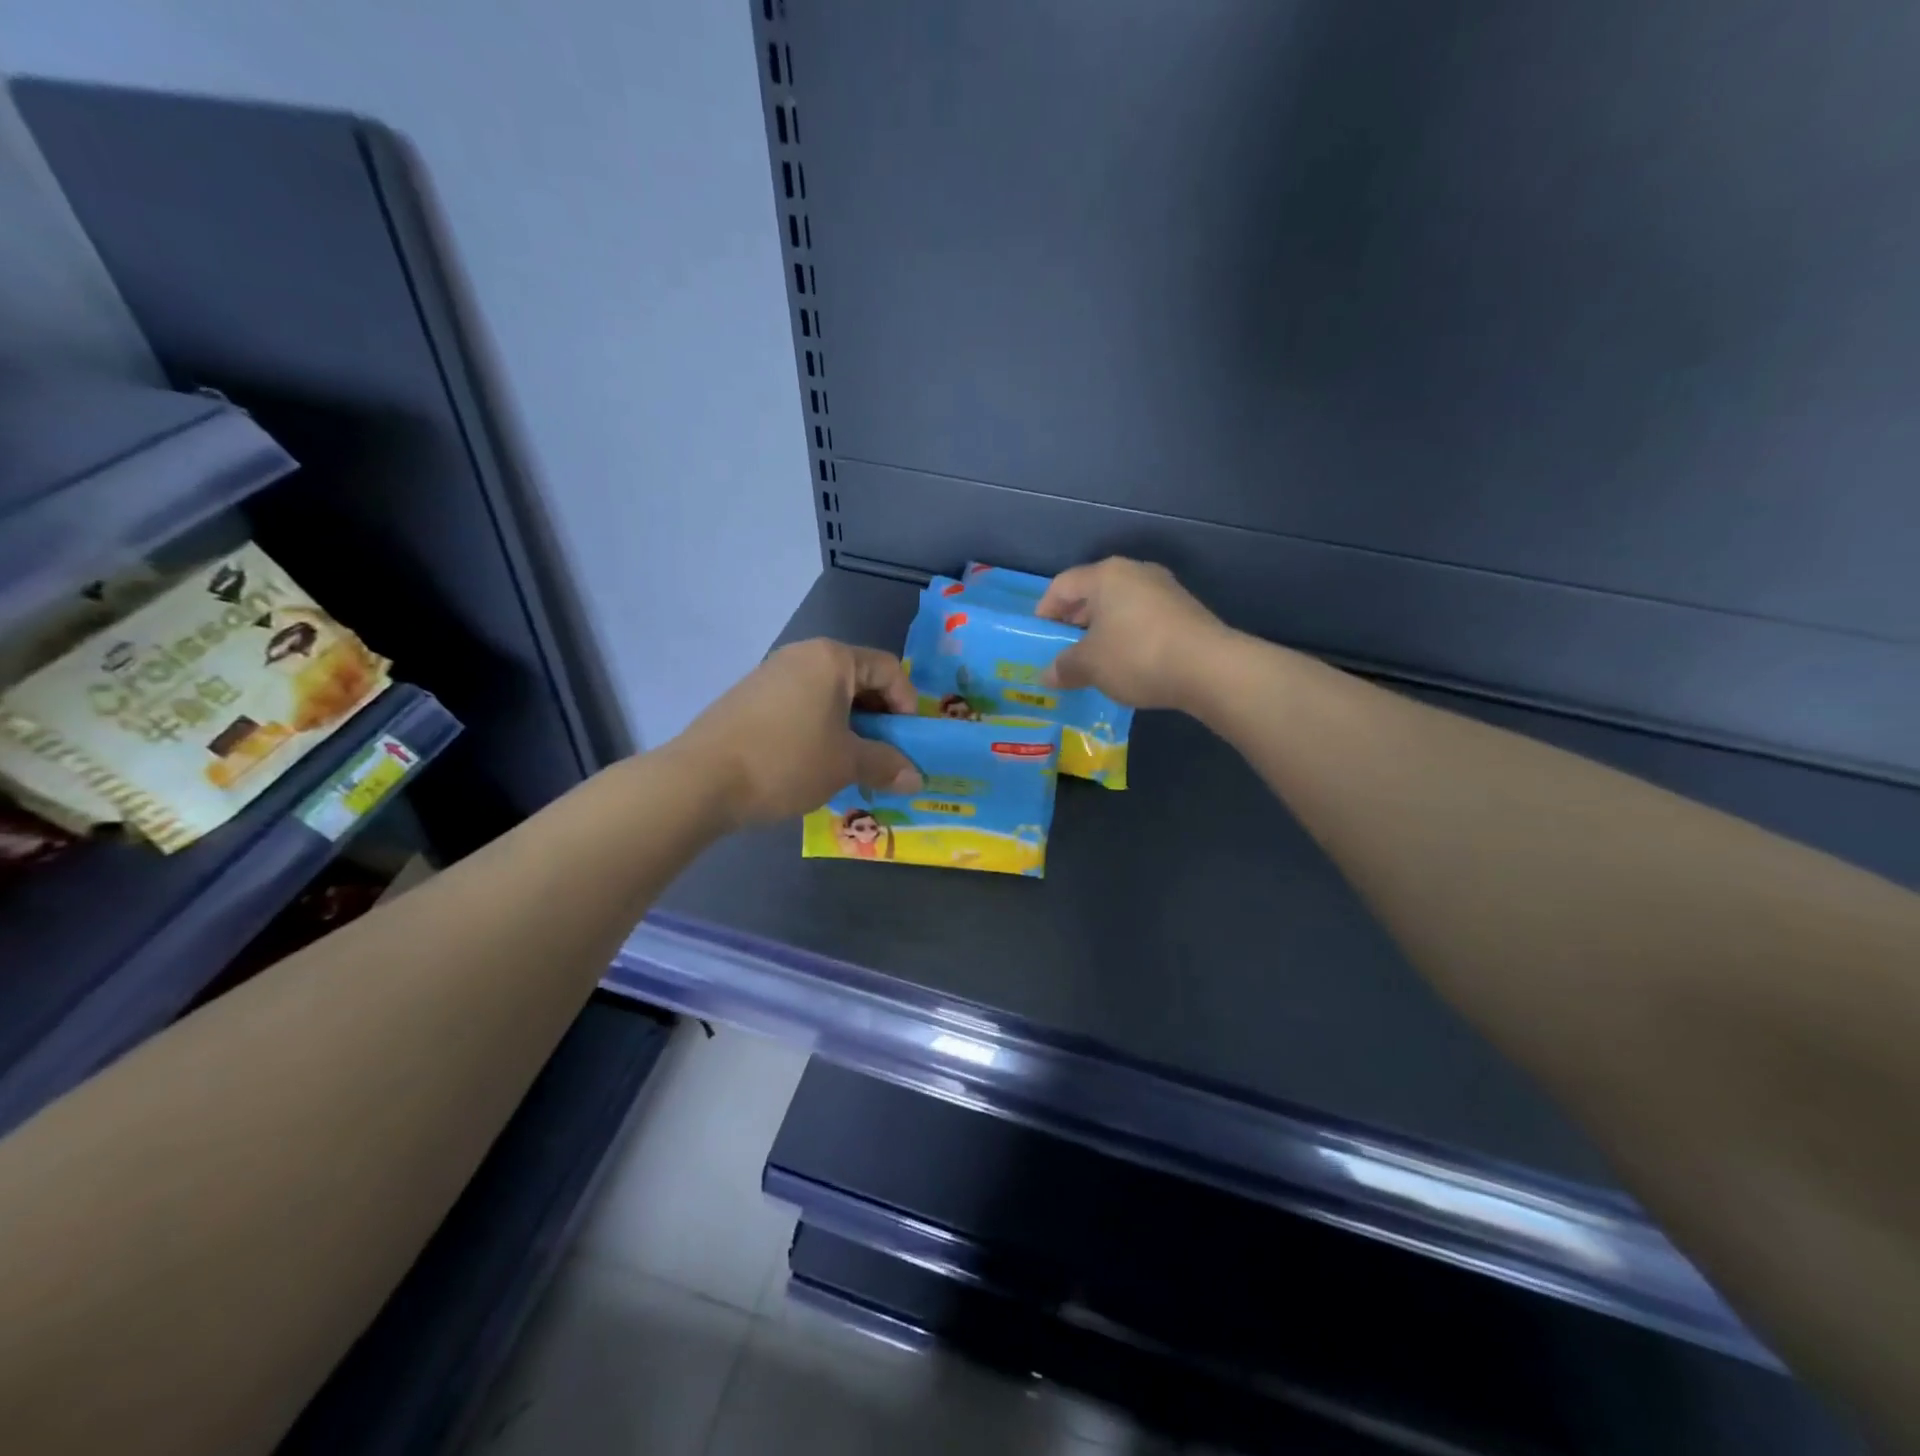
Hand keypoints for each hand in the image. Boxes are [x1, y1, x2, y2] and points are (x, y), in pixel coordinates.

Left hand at [673, 639, 922, 827]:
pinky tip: (813, 763)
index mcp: (832, 658)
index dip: (907, 705)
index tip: (908, 743)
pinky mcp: (749, 698)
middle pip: (858, 679)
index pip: (889, 669)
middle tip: (883, 756)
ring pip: (828, 696)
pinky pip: (800, 706)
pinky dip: (818, 729)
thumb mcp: (845, 764)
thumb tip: (917, 778)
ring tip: (850, 764)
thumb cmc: (787, 761)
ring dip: (849, 727)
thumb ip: (886, 765)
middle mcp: (802, 656)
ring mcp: (771, 674)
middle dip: (878, 719)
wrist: (700, 780)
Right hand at [1038, 558, 1230, 709]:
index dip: (1044, 611)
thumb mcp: (1090, 666)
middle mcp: (1135, 573)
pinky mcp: (1185, 611)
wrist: (1209, 668)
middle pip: (1093, 593)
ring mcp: (1164, 590)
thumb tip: (1046, 675)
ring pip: (1120, 607)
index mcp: (1106, 575)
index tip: (1039, 638)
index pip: (1062, 585)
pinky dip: (1128, 637)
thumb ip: (1064, 667)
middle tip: (1064, 652)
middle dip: (1074, 623)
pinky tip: (1128, 664)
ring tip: (1095, 662)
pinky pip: (1143, 620)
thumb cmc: (1136, 656)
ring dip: (1103, 632)